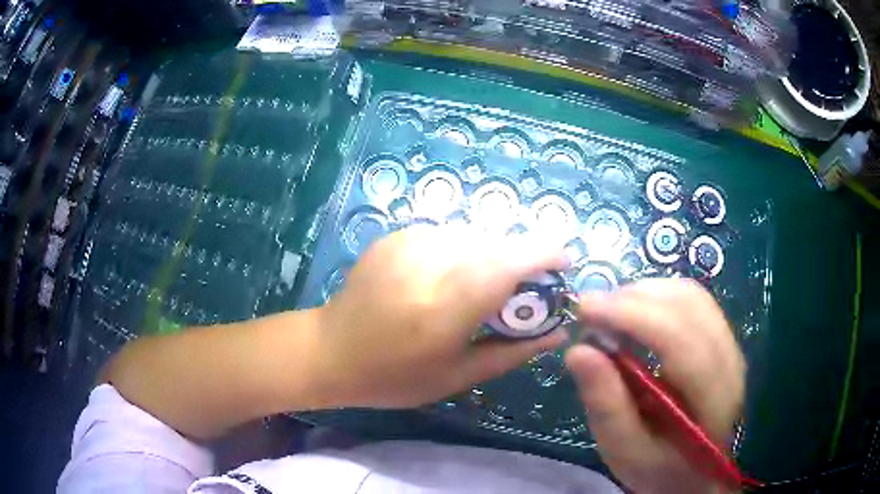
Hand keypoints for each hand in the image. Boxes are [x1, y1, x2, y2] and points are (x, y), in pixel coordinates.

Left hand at [310, 224, 568, 408]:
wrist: (330, 350)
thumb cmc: (394, 376)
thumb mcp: (458, 375)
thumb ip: (513, 351)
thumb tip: (557, 334)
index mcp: (448, 304)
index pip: (511, 262)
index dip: (546, 254)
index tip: (566, 262)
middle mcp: (430, 261)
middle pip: (497, 243)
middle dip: (521, 260)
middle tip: (524, 291)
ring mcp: (409, 242)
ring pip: (474, 236)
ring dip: (491, 256)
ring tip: (482, 289)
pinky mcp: (395, 236)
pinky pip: (447, 236)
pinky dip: (462, 252)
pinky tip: (447, 279)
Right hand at [564, 279, 744, 493]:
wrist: (693, 474)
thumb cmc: (659, 470)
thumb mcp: (625, 451)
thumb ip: (606, 405)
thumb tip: (578, 350)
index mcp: (713, 398)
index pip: (680, 340)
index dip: (633, 316)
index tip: (586, 309)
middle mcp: (730, 361)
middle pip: (688, 306)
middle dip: (634, 299)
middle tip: (590, 311)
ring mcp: (730, 345)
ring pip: (691, 296)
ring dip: (645, 293)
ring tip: (610, 311)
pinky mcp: (722, 338)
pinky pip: (693, 301)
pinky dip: (658, 297)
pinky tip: (635, 313)